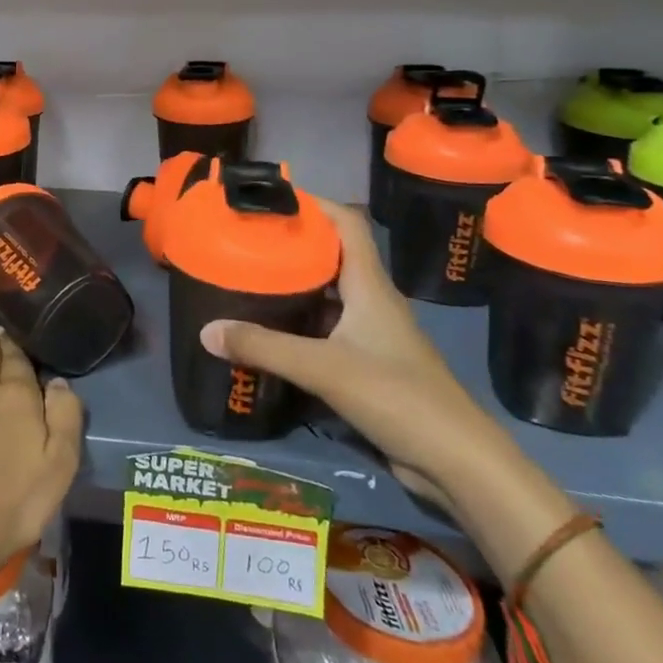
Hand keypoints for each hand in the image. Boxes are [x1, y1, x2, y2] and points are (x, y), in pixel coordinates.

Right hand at [200, 202, 501, 507]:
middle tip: (245, 241)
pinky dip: (299, 326)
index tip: (271, 199)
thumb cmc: (397, 396)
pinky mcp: (368, 366)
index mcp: (370, 286)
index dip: (314, 203)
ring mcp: (372, 336)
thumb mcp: (323, 368)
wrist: (456, 463)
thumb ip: (264, 347)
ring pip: (327, 297)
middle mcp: (372, 303)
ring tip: (248, 280)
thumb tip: (206, 330)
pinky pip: (327, 332)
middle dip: (292, 245)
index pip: (347, 223)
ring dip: (294, 287)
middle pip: (332, 257)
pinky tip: (269, 333)